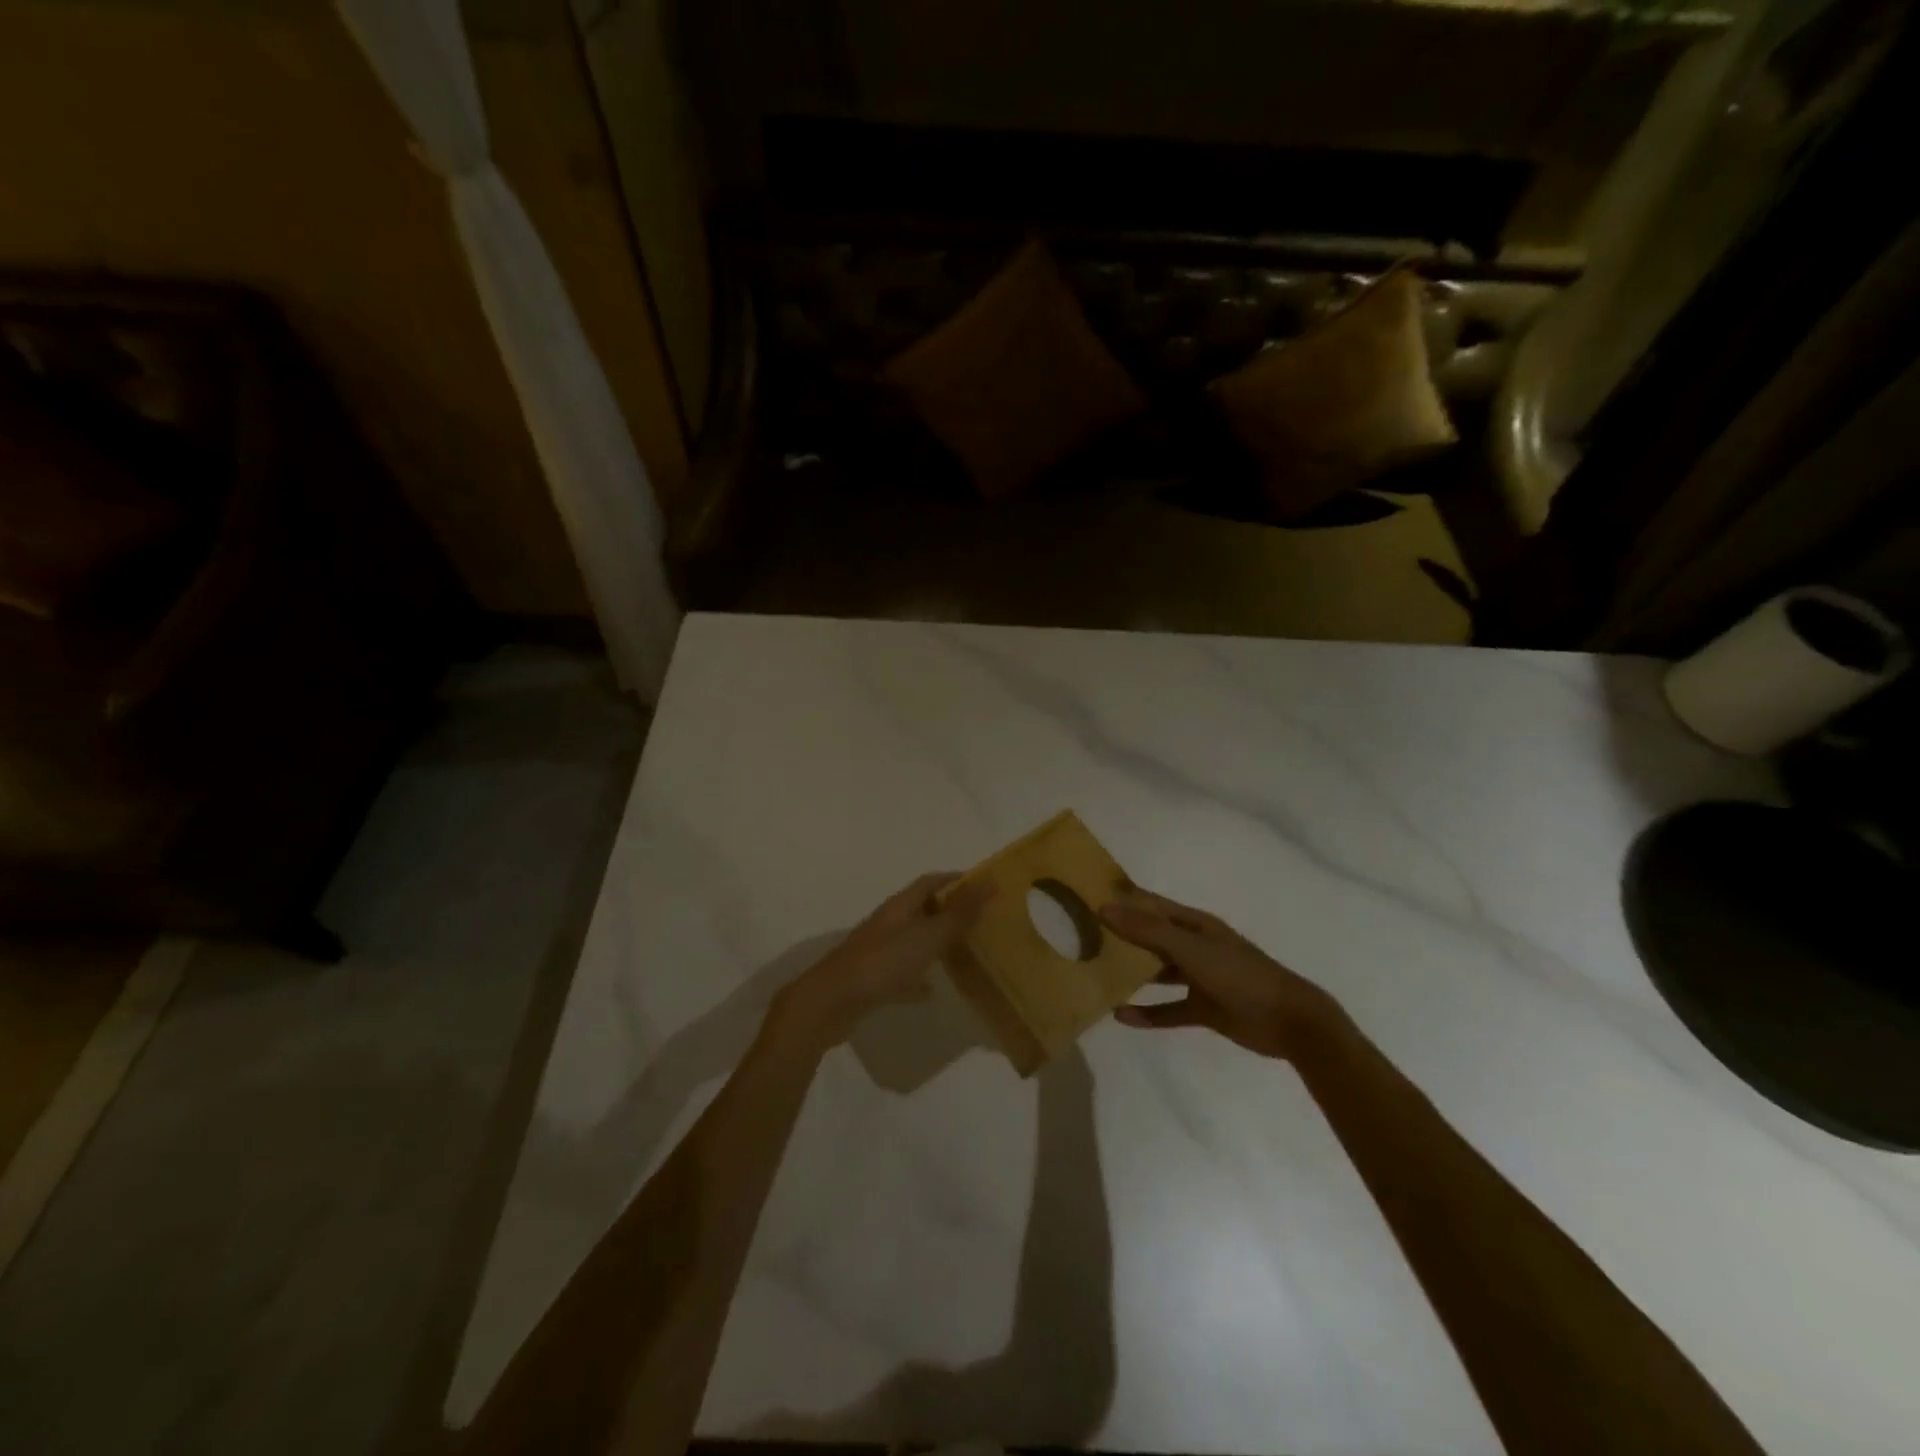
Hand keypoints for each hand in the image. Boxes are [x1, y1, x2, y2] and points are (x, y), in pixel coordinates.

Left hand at [774, 872, 991, 1048]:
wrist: (832, 1001)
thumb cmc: (884, 962)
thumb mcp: (928, 936)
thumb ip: (960, 912)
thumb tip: (991, 881)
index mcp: (900, 906)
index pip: (930, 881)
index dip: (954, 879)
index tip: (982, 885)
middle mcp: (888, 923)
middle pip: (920, 909)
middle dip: (947, 910)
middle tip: (978, 920)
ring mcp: (877, 951)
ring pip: (911, 940)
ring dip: (933, 943)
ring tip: (961, 951)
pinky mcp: (871, 979)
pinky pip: (900, 973)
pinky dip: (916, 978)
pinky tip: (930, 991)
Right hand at [1100, 887, 1339, 1059]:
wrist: (1288, 1021)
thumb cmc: (1238, 974)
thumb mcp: (1190, 949)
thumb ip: (1148, 931)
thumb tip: (1104, 907)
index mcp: (1194, 924)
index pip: (1151, 904)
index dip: (1124, 897)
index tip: (1090, 892)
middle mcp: (1193, 946)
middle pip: (1150, 936)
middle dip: (1121, 934)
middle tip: (1082, 934)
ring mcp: (1199, 978)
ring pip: (1157, 971)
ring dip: (1132, 972)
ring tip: (1096, 972)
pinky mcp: (1203, 1008)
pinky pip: (1168, 1009)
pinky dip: (1147, 1013)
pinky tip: (1120, 1016)